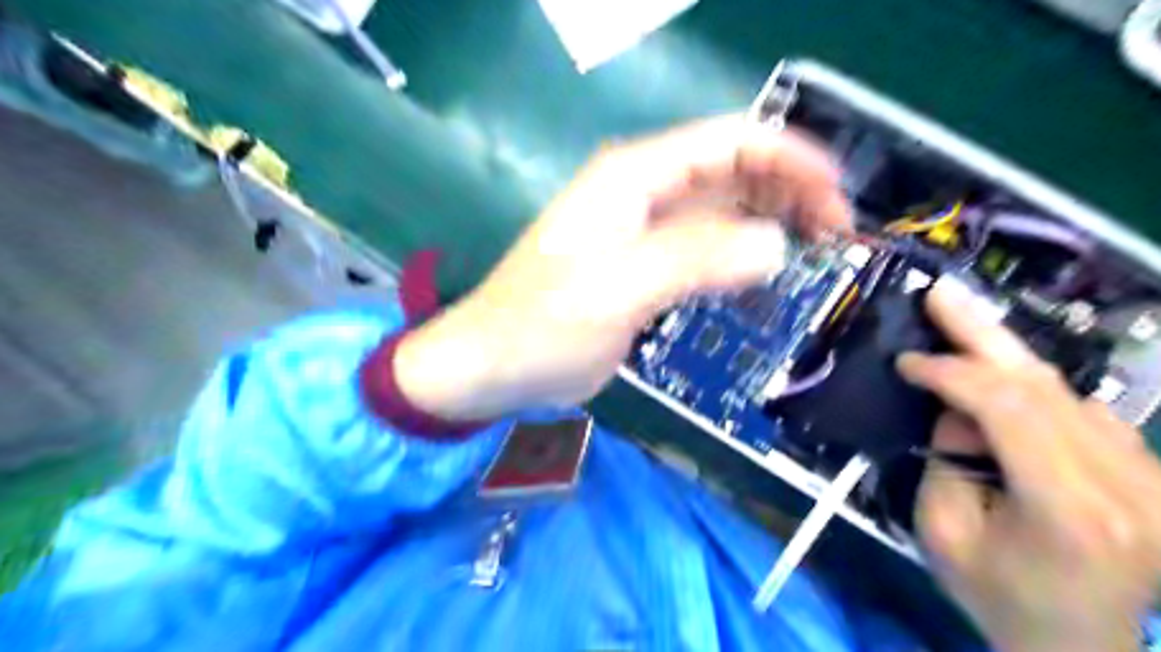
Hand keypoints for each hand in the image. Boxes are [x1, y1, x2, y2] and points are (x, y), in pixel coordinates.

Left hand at [394, 114, 848, 421]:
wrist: (495, 364)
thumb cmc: (543, 325)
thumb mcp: (617, 289)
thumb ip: (693, 260)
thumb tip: (774, 245)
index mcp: (634, 178)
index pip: (728, 141)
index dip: (789, 157)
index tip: (838, 195)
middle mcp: (644, 193)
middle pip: (733, 171)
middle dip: (790, 191)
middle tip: (837, 234)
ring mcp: (646, 232)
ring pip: (724, 210)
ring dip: (772, 222)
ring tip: (817, 251)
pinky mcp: (647, 268)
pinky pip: (707, 248)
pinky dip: (743, 254)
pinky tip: (767, 273)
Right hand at [896, 279, 1159, 650]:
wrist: (1081, 645)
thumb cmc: (998, 596)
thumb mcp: (944, 532)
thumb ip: (946, 461)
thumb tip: (955, 409)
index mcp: (1072, 509)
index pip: (1011, 409)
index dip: (952, 373)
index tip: (906, 362)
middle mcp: (1127, 484)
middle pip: (1046, 386)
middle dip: (983, 333)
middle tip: (940, 293)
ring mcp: (1150, 476)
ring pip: (1064, 390)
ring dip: (1002, 355)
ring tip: (958, 317)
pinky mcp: (1148, 471)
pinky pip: (1080, 408)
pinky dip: (1030, 383)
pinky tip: (996, 369)